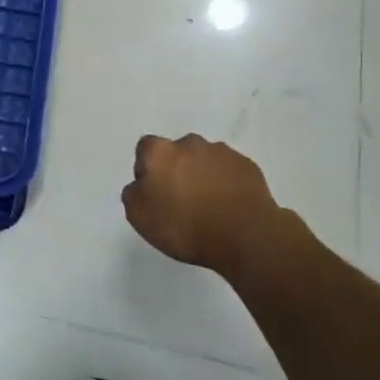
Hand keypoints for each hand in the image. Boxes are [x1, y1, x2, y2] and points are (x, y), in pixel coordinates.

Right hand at [121, 134, 299, 274]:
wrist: (245, 235)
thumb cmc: (185, 226)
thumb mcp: (140, 218)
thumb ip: (133, 194)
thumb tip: (140, 185)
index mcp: (159, 152)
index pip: (145, 148)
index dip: (147, 168)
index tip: (155, 192)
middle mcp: (189, 144)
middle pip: (177, 152)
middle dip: (178, 169)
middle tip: (182, 200)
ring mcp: (221, 152)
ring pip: (205, 160)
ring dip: (203, 175)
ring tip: (210, 205)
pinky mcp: (246, 165)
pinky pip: (229, 170)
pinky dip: (226, 183)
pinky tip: (229, 207)